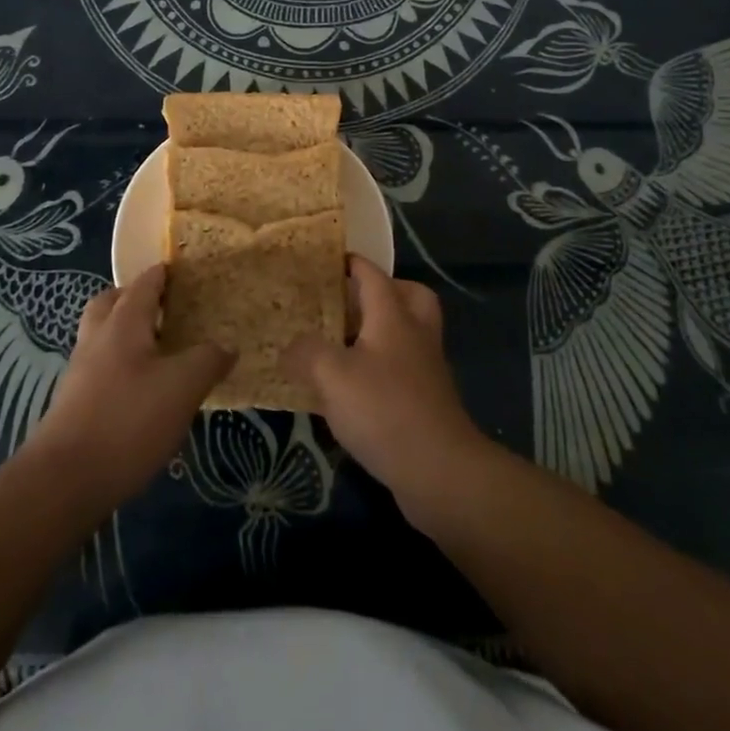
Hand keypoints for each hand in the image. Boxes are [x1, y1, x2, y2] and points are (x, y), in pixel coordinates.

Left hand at [28, 265, 234, 510]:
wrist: (65, 480)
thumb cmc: (128, 420)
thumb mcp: (183, 387)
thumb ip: (208, 360)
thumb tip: (227, 346)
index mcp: (122, 323)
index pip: (144, 284)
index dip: (162, 274)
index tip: (182, 270)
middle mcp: (97, 338)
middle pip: (110, 303)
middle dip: (134, 298)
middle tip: (164, 308)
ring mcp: (81, 372)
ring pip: (102, 336)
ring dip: (125, 333)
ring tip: (157, 350)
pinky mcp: (74, 404)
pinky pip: (100, 367)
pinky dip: (119, 365)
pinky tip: (141, 390)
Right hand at [282, 257, 488, 524]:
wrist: (440, 470)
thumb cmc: (384, 409)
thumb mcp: (332, 376)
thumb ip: (306, 353)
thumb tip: (289, 347)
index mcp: (393, 316)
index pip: (374, 275)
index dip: (352, 263)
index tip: (330, 260)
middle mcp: (416, 335)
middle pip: (409, 296)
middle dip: (384, 291)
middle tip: (351, 302)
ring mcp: (427, 369)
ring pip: (409, 333)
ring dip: (382, 332)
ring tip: (344, 345)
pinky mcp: (428, 402)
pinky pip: (406, 368)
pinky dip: (384, 368)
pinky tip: (354, 390)